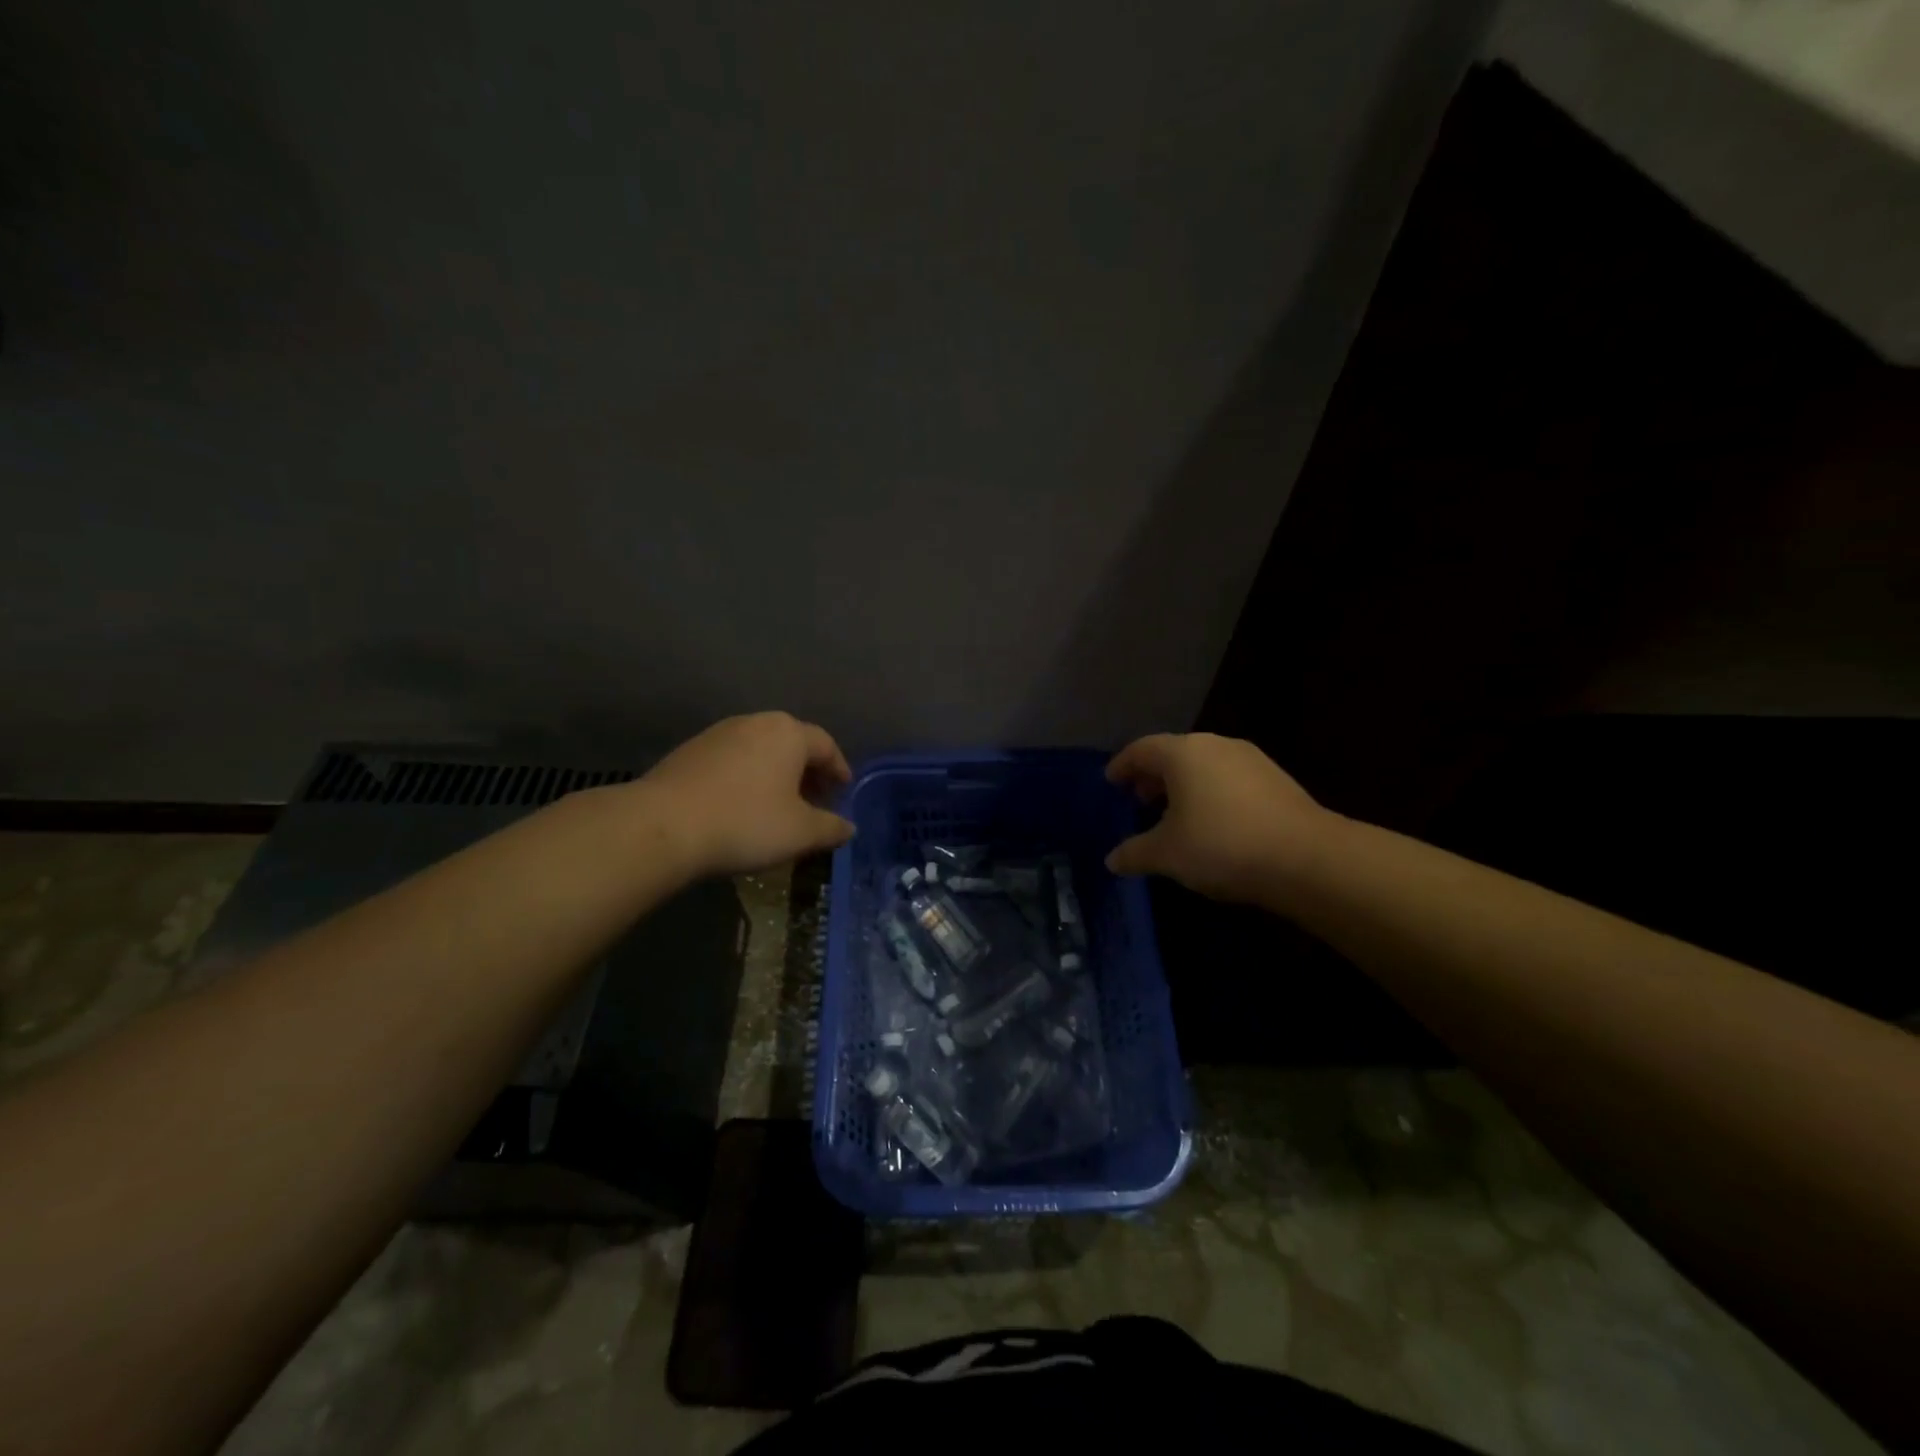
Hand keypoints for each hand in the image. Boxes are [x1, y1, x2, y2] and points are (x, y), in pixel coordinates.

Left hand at [637, 712, 854, 877]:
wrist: (662, 825)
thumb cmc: (745, 823)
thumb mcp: (800, 833)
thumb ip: (831, 827)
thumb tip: (849, 827)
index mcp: (789, 733)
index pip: (826, 745)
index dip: (839, 769)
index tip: (843, 791)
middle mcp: (756, 723)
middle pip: (792, 743)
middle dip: (807, 771)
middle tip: (815, 800)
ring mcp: (718, 733)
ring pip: (760, 750)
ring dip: (775, 774)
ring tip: (778, 805)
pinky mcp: (690, 750)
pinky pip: (732, 760)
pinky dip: (747, 777)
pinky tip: (741, 805)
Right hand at [1104, 733, 1332, 906]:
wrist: (1306, 858)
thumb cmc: (1221, 845)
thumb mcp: (1167, 854)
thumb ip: (1134, 853)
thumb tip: (1111, 860)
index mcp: (1183, 753)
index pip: (1141, 750)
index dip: (1121, 765)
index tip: (1110, 781)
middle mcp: (1215, 745)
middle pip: (1173, 754)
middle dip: (1153, 776)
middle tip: (1139, 800)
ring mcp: (1250, 759)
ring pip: (1204, 766)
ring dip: (1183, 786)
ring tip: (1174, 816)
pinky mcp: (1275, 779)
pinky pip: (1228, 778)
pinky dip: (1210, 793)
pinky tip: (1212, 823)